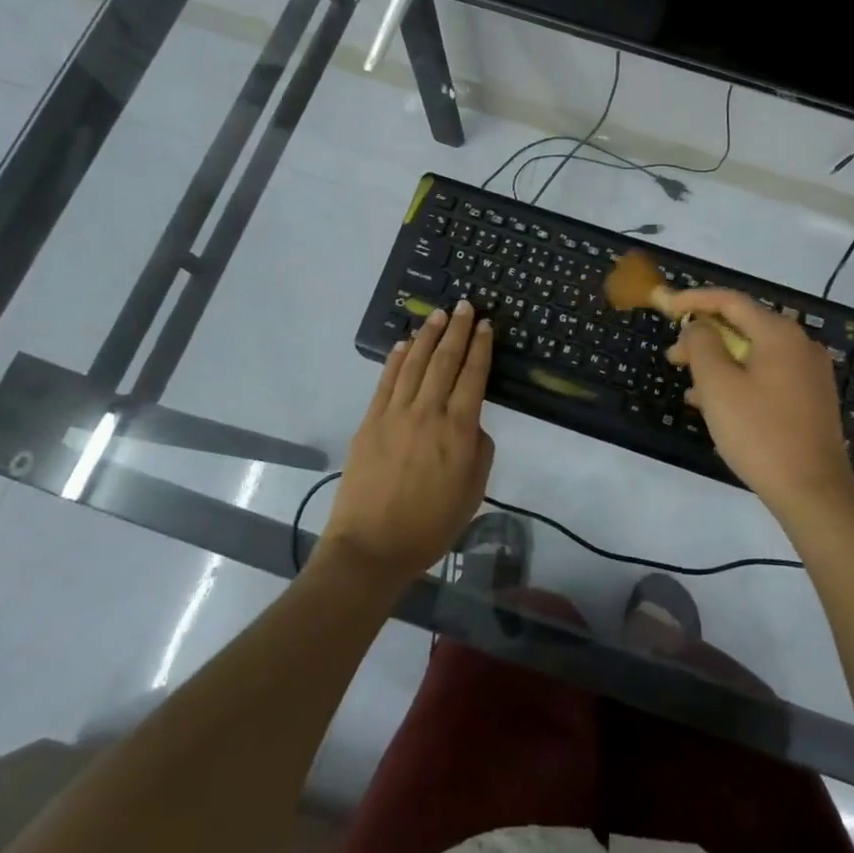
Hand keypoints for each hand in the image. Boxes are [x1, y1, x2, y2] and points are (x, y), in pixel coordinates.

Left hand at [322, 302, 495, 583]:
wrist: (371, 547)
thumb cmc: (430, 526)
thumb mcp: (472, 492)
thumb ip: (479, 450)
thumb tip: (471, 422)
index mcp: (458, 431)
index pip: (473, 376)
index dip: (480, 347)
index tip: (485, 324)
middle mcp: (428, 413)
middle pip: (444, 361)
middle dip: (456, 330)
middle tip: (464, 304)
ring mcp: (394, 415)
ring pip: (414, 364)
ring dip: (427, 336)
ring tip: (437, 315)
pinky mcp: (369, 422)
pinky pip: (385, 382)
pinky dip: (396, 359)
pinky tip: (404, 344)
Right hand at [663, 288, 853, 522]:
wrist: (814, 492)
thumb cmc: (760, 433)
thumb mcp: (718, 385)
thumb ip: (702, 344)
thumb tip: (699, 326)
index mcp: (779, 334)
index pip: (730, 301)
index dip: (693, 299)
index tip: (665, 305)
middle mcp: (800, 345)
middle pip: (743, 326)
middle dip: (704, 338)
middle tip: (673, 357)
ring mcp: (809, 373)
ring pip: (754, 354)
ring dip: (719, 363)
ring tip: (689, 386)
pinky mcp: (811, 400)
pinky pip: (767, 376)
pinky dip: (739, 381)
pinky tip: (716, 405)